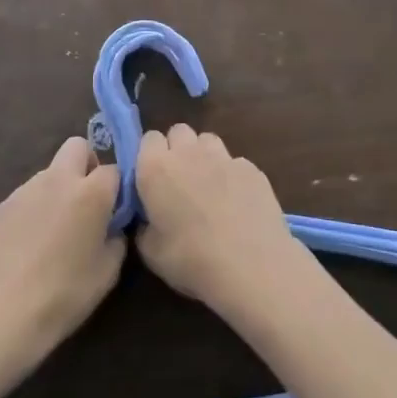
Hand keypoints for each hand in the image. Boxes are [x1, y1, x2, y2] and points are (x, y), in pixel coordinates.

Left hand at [0, 138, 123, 372]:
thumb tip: (112, 227)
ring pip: (51, 171)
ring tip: (56, 227)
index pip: (114, 169)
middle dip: (87, 164)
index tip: (116, 210)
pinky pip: (29, 193)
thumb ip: (116, 239)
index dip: (118, 188)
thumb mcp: (108, 272)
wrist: (2, 313)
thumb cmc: (65, 294)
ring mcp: (26, 189)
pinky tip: (31, 240)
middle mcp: (59, 180)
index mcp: (91, 193)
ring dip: (60, 187)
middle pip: (77, 146)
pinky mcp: (3, 205)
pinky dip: (37, 205)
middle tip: (88, 200)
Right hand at [135, 125, 306, 318]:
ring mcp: (224, 157)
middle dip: (177, 148)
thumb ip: (144, 225)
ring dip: (204, 155)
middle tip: (179, 180)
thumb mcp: (150, 251)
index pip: (148, 139)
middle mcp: (189, 153)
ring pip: (208, 141)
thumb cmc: (191, 259)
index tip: (152, 178)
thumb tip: (149, 218)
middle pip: (179, 131)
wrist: (251, 266)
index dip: (150, 156)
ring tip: (208, 185)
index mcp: (156, 168)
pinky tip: (237, 201)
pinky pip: (235, 161)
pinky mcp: (252, 168)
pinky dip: (231, 174)